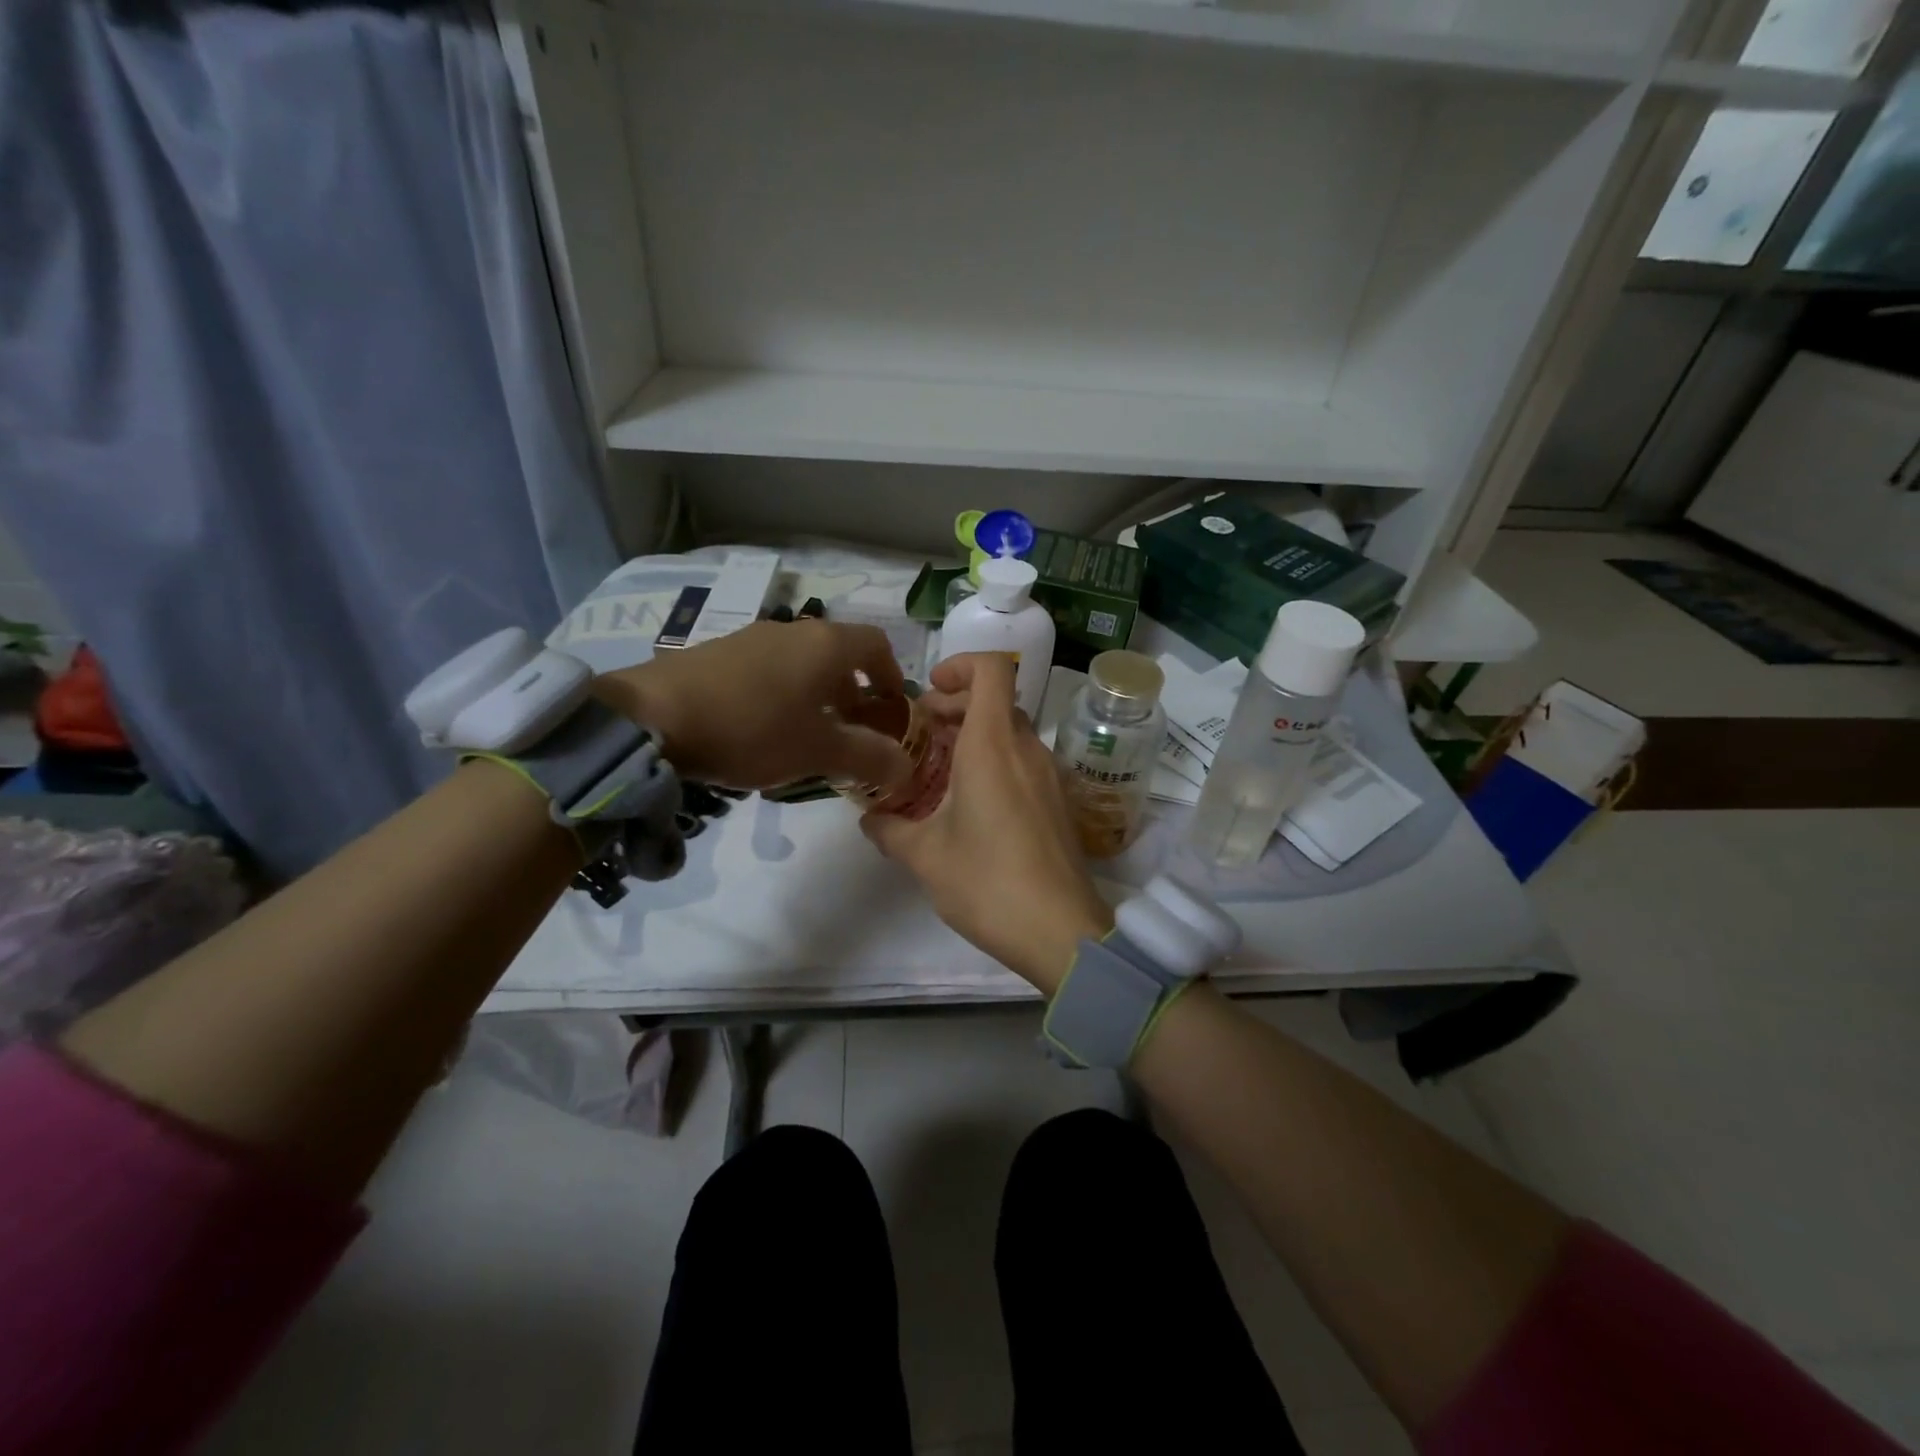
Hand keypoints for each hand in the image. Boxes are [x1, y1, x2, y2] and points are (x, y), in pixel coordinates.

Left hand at [595, 620, 912, 790]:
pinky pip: (768, 669)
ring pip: (802, 662)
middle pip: (839, 654)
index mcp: (826, 645)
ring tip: (808, 735)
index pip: (878, 645)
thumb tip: (907, 766)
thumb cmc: (753, 728)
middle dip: (854, 692)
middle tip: (853, 732)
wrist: (653, 717)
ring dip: (817, 695)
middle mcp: (793, 630)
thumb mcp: (818, 751)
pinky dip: (783, 694)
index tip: (891, 709)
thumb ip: (868, 757)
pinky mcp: (718, 652)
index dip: (892, 676)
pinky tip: (763, 729)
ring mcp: (752, 637)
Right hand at [860, 653, 1110, 992]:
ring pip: (1011, 732)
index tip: (929, 692)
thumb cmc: (987, 882)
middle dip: (955, 706)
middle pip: (996, 701)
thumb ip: (889, 830)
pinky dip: (995, 761)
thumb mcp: (924, 856)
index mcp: (992, 745)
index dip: (959, 666)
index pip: (990, 671)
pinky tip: (971, 802)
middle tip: (920, 733)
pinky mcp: (1058, 801)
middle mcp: (1026, 749)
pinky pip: (1023, 761)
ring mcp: (1048, 775)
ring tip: (939, 769)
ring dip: (975, 735)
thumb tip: (869, 820)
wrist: (1060, 931)